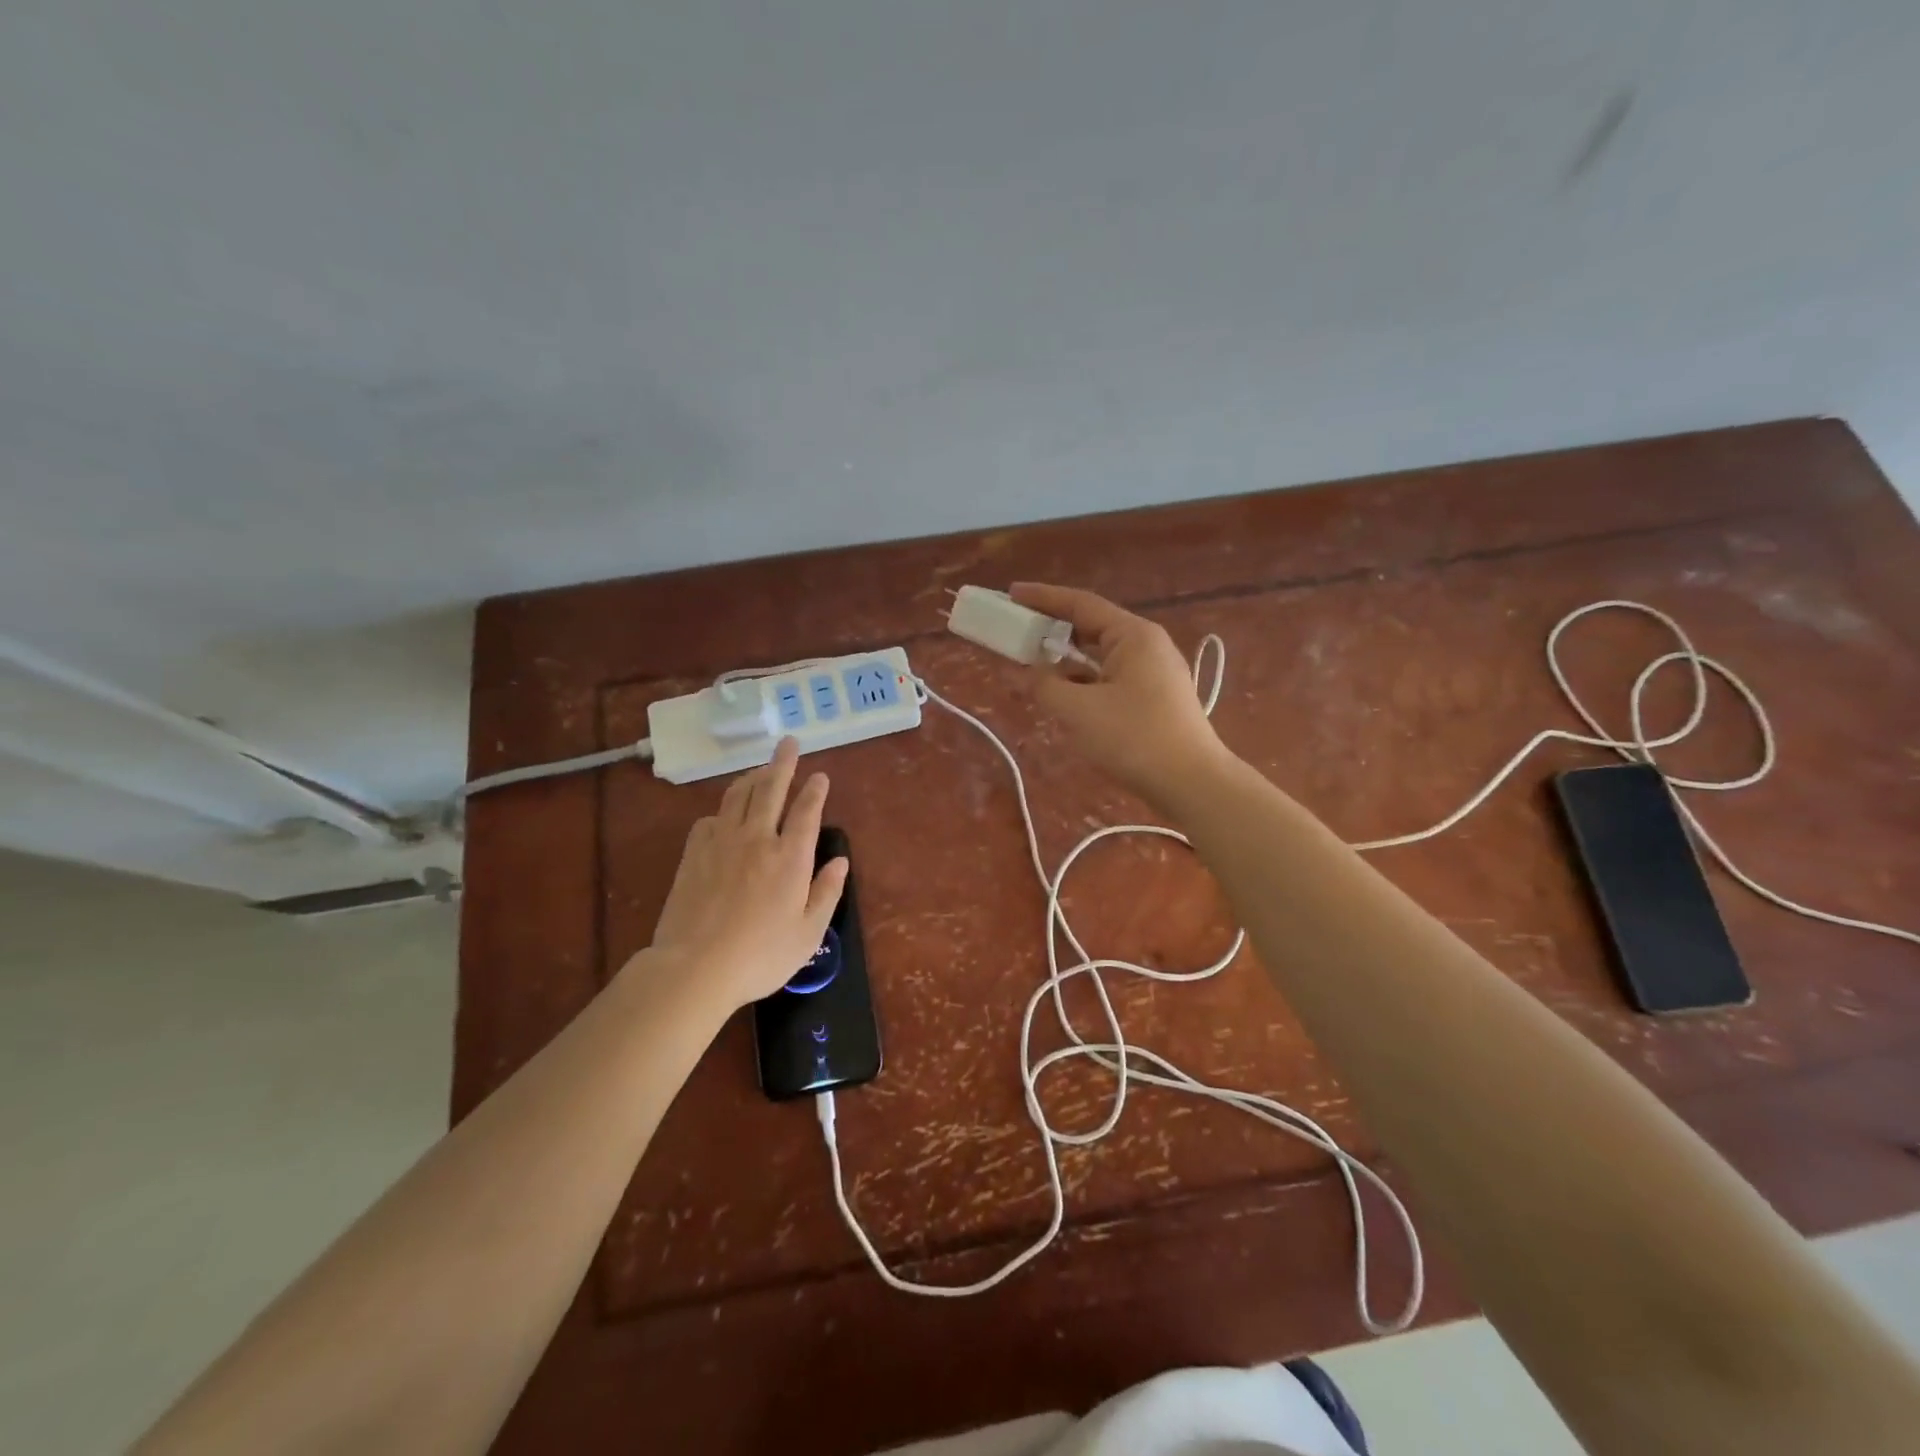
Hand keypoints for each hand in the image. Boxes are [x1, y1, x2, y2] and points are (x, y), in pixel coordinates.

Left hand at [646, 738, 847, 1011]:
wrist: (694, 967)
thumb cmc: (760, 955)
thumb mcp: (808, 932)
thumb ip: (827, 892)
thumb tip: (840, 861)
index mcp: (790, 857)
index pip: (806, 812)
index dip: (815, 791)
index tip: (820, 776)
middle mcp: (756, 839)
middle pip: (771, 789)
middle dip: (783, 763)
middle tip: (788, 743)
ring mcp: (721, 843)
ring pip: (738, 796)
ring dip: (752, 778)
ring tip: (760, 770)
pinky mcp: (693, 854)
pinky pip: (710, 820)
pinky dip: (722, 811)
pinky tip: (724, 817)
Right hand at [1010, 583, 1231, 809]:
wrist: (1191, 784)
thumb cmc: (1134, 738)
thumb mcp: (1078, 711)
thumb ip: (1045, 685)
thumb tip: (1032, 672)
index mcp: (1133, 635)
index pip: (1081, 604)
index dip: (1043, 598)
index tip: (1011, 594)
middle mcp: (1146, 646)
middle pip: (1091, 628)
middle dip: (1052, 630)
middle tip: (1016, 632)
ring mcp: (1153, 674)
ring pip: (1100, 658)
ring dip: (1066, 661)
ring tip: (1031, 667)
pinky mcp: (1154, 700)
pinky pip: (1109, 679)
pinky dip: (1082, 683)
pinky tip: (1062, 697)